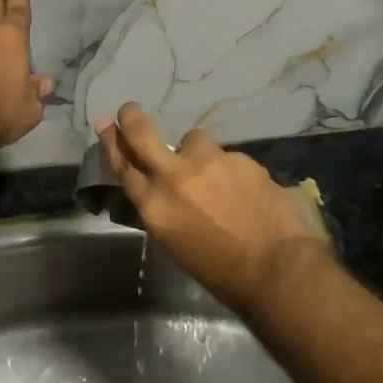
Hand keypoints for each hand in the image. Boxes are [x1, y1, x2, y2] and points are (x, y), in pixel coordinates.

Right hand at [95, 103, 329, 309]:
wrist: (277, 267)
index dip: (111, 144)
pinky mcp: (238, 157)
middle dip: (132, 119)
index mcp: (154, 207)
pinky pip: (227, 157)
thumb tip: (161, 190)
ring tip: (218, 177)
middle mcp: (174, 177)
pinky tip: (246, 191)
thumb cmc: (221, 273)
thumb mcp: (176, 245)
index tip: (105, 125)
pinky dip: (231, 170)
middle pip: (143, 136)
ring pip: (194, 141)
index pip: (123, 167)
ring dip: (199, 153)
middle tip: (129, 109)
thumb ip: (164, 210)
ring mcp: (208, 162)